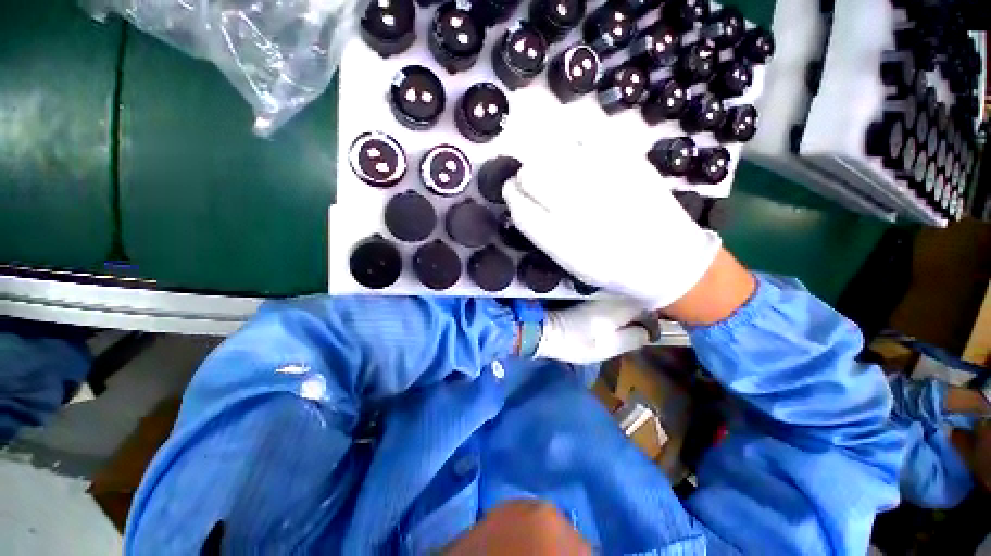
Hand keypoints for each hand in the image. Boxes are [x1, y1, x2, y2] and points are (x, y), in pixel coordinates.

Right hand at [502, 145, 721, 309]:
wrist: (668, 259)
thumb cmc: (614, 269)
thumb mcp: (572, 264)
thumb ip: (543, 235)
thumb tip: (521, 203)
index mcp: (565, 242)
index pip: (521, 209)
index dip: (512, 195)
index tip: (512, 190)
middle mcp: (581, 209)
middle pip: (532, 175)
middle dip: (526, 176)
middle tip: (533, 181)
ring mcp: (605, 181)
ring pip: (554, 154)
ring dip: (545, 158)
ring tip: (556, 169)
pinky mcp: (627, 161)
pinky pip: (586, 136)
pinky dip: (573, 141)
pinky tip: (577, 153)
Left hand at [535, 300, 654, 364]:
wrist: (547, 330)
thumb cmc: (577, 341)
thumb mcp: (609, 347)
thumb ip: (634, 338)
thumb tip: (647, 331)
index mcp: (621, 305)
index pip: (649, 307)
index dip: (653, 321)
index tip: (651, 334)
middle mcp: (612, 293)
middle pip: (636, 299)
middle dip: (642, 313)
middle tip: (641, 330)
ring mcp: (599, 292)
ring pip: (623, 297)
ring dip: (630, 309)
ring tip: (628, 325)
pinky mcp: (588, 295)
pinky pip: (610, 298)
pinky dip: (616, 306)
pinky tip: (614, 318)